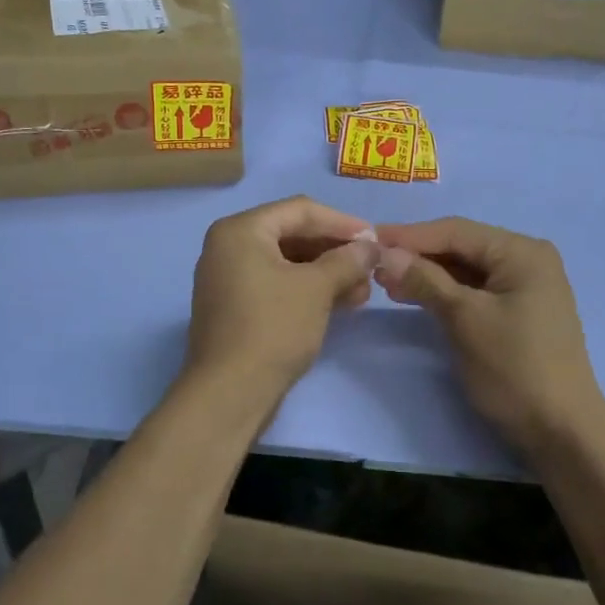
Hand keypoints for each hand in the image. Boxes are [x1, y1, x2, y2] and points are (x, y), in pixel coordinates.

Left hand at [186, 196, 378, 392]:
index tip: (375, 240)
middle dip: (335, 251)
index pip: (300, 210)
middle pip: (293, 235)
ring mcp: (229, 278)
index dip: (342, 222)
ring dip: (326, 273)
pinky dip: (307, 290)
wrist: (229, 393)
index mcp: (241, 230)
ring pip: (287, 263)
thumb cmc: (273, 328)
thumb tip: (370, 248)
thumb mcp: (316, 289)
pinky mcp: (235, 307)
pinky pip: (276, 284)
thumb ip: (347, 260)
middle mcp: (229, 246)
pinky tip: (338, 304)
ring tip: (361, 292)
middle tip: (370, 269)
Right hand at [374, 218, 604, 453]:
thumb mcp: (465, 320)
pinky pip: (475, 291)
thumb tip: (384, 253)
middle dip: (418, 256)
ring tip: (386, 283)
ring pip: (466, 270)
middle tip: (372, 265)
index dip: (410, 235)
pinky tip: (416, 297)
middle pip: (462, 247)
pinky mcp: (519, 313)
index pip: (456, 231)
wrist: (561, 433)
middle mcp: (527, 260)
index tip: (368, 239)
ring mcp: (525, 288)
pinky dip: (446, 293)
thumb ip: (425, 281)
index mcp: (522, 252)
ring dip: (428, 275)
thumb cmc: (515, 369)